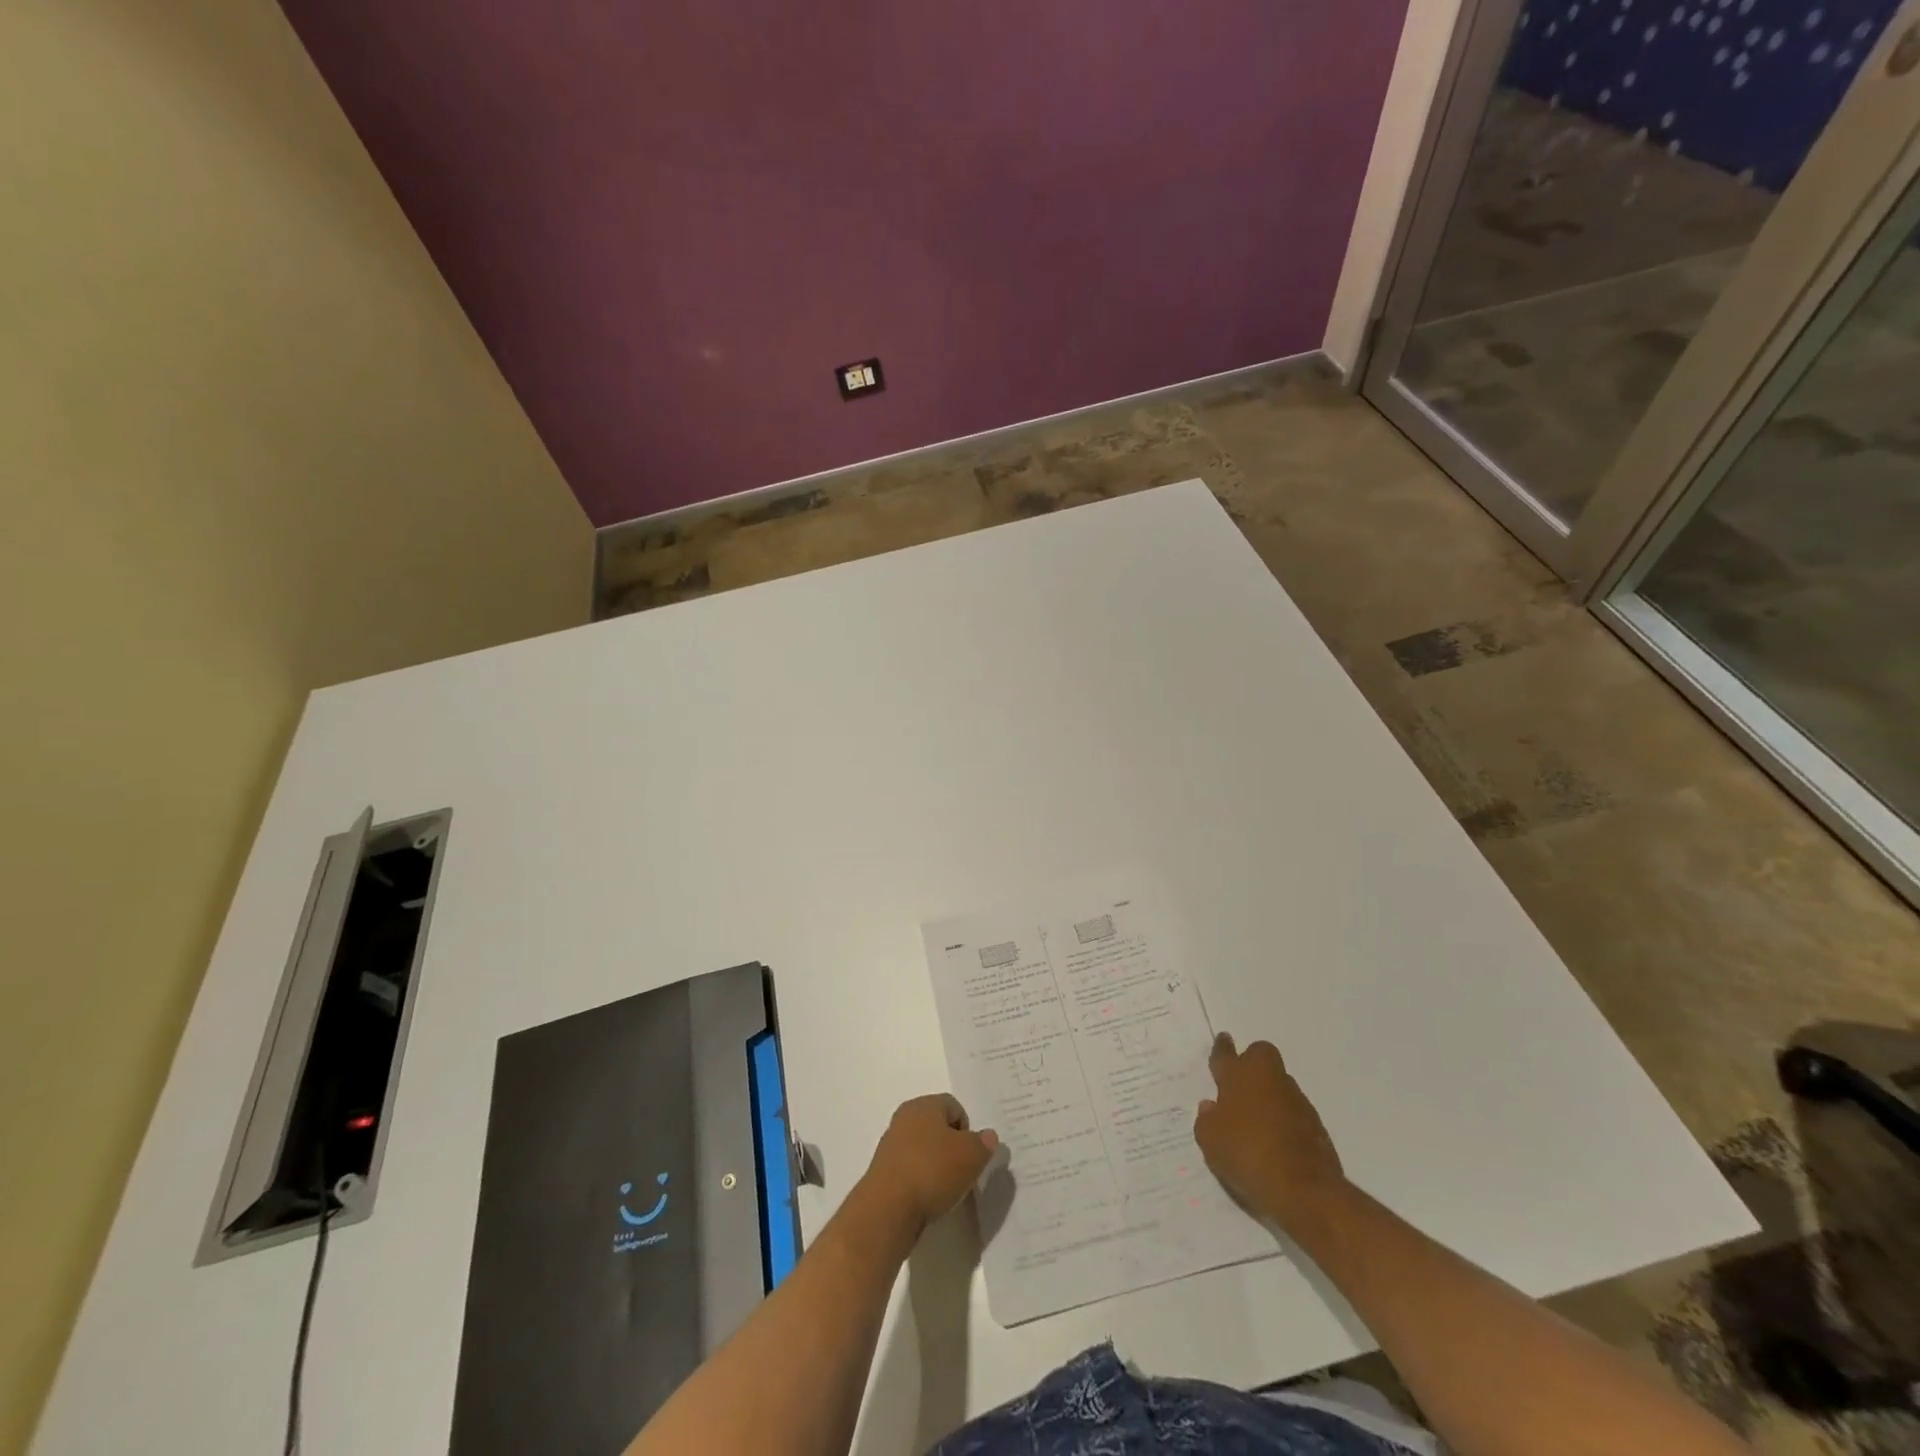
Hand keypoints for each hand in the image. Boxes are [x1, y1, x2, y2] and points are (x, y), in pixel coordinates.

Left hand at [859, 1094, 998, 1241]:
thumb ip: (984, 1143)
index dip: (968, 1129)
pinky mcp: (883, 1173)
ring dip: (936, 1167)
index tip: (972, 1155)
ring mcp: (891, 1146)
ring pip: (923, 1150)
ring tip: (946, 1190)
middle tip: (963, 1172)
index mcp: (923, 1105)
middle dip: (952, 1148)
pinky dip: (921, 1182)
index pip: (954, 1106)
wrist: (888, 1209)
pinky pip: (911, 1171)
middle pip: (937, 1128)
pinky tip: (927, 1200)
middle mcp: (904, 1118)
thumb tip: (988, 1137)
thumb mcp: (971, 1155)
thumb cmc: (932, 1171)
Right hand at [1194, 1033, 1346, 1230]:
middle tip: (1241, 1081)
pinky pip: (1294, 1110)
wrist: (1303, 1188)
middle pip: (1261, 1054)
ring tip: (1257, 1120)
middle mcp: (1268, 1079)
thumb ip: (1206, 1120)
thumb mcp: (1210, 1141)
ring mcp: (1295, 1100)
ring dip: (1269, 1093)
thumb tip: (1211, 1107)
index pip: (1226, 1054)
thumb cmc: (1246, 1154)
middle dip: (1252, 1060)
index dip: (1222, 1048)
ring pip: (1279, 1083)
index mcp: (1238, 1076)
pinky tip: (1277, 1140)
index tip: (1223, 1039)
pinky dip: (1285, 1119)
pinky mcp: (1315, 1124)